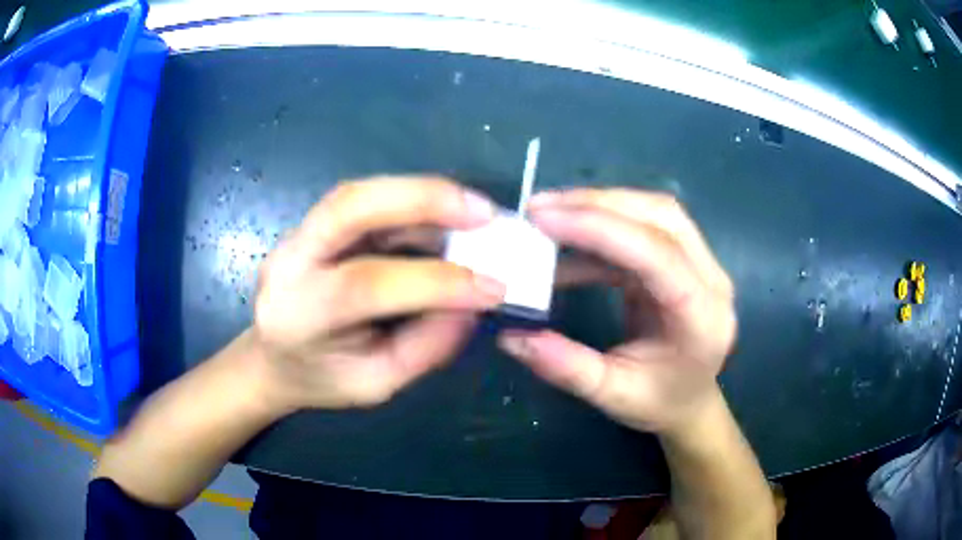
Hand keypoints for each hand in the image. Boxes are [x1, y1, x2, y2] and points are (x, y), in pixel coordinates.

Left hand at [253, 177, 505, 411]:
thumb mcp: (375, 385)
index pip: (366, 285)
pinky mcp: (314, 223)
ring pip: (357, 193)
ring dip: (421, 193)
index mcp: (298, 315)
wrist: (272, 359)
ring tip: (473, 209)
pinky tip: (444, 213)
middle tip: (483, 212)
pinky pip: (364, 199)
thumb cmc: (321, 379)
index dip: (435, 282)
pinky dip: (410, 201)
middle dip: (422, 200)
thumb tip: (471, 305)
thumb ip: (424, 348)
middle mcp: (289, 261)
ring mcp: (297, 234)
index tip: (495, 287)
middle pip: (349, 207)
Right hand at [498, 189, 735, 435]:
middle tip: (540, 208)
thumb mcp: (612, 395)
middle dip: (597, 204)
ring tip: (548, 215)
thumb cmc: (660, 402)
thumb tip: (510, 336)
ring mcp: (700, 264)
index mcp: (703, 316)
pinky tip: (566, 244)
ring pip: (653, 212)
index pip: (658, 254)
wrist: (690, 401)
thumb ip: (566, 367)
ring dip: (599, 207)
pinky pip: (642, 228)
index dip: (601, 229)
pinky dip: (601, 229)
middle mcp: (710, 279)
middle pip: (661, 216)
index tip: (544, 218)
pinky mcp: (681, 259)